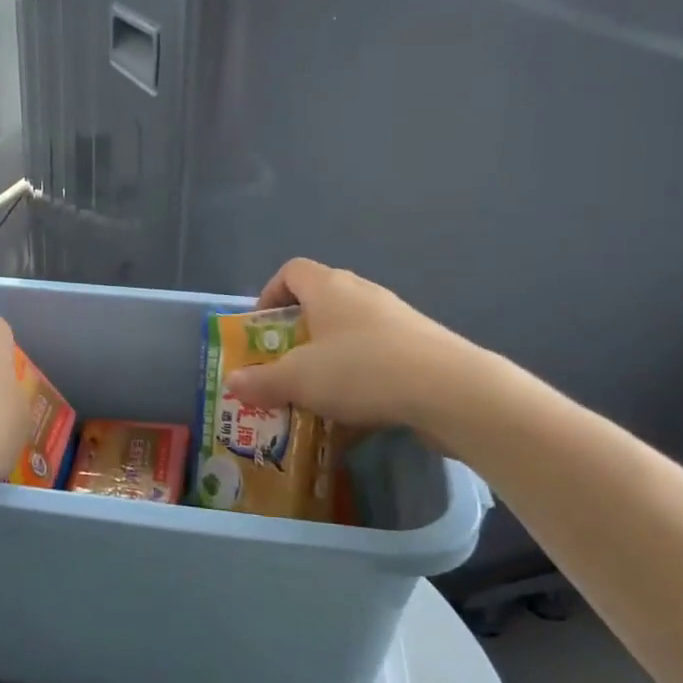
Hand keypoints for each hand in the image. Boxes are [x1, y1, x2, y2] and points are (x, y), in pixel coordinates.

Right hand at [221, 259, 488, 439]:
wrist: (450, 391)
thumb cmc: (362, 371)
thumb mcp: (299, 380)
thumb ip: (262, 381)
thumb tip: (232, 383)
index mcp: (328, 288)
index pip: (291, 271)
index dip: (270, 293)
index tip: (261, 328)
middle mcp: (362, 293)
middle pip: (320, 301)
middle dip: (297, 334)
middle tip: (283, 365)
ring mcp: (396, 318)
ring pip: (349, 332)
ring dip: (328, 357)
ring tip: (316, 393)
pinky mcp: (420, 346)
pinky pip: (377, 355)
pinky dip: (360, 376)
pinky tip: (355, 411)